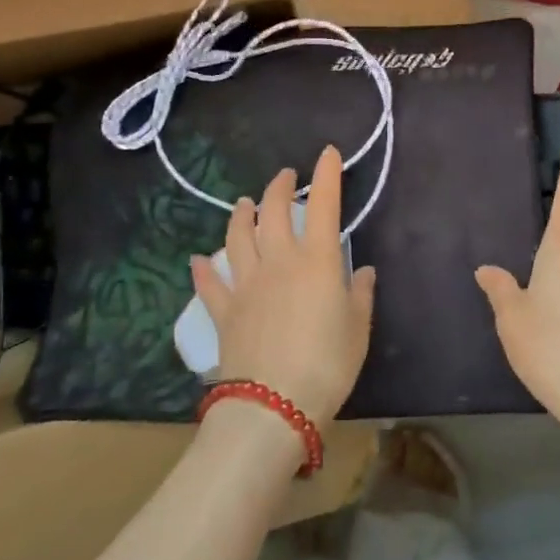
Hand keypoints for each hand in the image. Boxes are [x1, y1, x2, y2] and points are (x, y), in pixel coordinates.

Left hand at [190, 146, 375, 426]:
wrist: (273, 406)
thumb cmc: (327, 364)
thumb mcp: (358, 329)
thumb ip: (360, 294)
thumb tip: (361, 269)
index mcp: (316, 260)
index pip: (323, 205)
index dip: (326, 175)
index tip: (328, 153)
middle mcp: (279, 261)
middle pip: (273, 212)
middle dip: (280, 187)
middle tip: (286, 177)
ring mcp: (246, 284)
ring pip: (237, 237)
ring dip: (241, 216)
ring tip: (245, 203)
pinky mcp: (224, 311)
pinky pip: (210, 284)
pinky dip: (204, 269)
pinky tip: (199, 259)